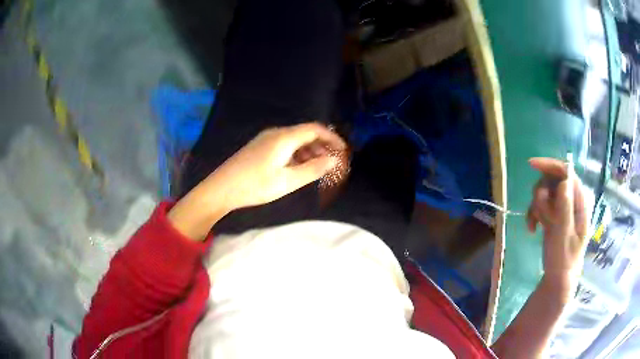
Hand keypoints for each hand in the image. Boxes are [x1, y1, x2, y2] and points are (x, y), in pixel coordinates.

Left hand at [208, 123, 345, 210]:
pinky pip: (284, 145)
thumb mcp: (287, 181)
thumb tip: (334, 160)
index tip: (343, 151)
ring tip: (318, 168)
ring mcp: (266, 138)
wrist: (222, 188)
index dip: (332, 138)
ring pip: (295, 140)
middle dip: (322, 146)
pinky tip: (298, 168)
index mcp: (284, 137)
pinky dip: (297, 154)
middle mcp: (276, 133)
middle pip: (305, 133)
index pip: (315, 129)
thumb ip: (313, 169)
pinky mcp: (259, 146)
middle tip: (332, 163)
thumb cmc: (255, 185)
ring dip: (309, 151)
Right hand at [526, 157, 589, 287]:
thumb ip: (565, 208)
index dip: (550, 165)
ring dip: (536, 207)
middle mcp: (572, 201)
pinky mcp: (555, 215)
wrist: (557, 279)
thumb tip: (564, 181)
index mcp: (580, 202)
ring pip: (545, 192)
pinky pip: (541, 205)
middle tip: (538, 213)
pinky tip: (532, 229)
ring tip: (535, 225)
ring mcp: (563, 208)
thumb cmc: (563, 260)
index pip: (567, 173)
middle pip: (553, 180)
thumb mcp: (564, 236)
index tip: (531, 165)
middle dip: (542, 194)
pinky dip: (534, 214)